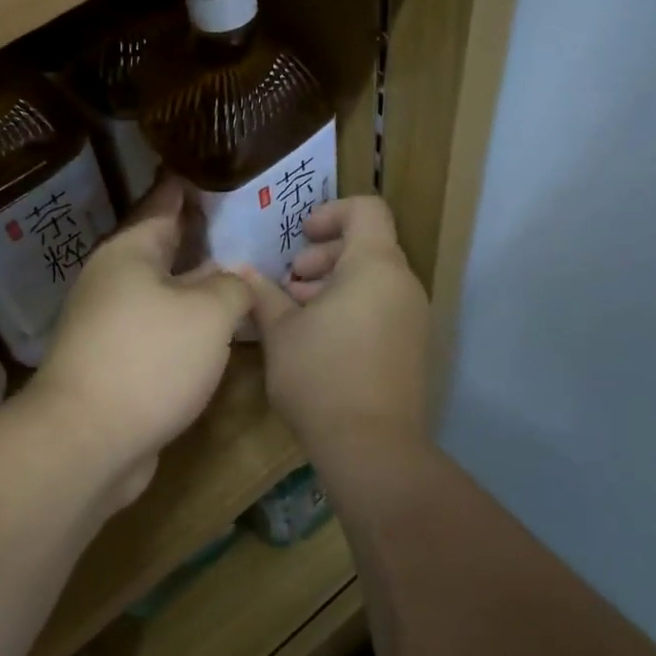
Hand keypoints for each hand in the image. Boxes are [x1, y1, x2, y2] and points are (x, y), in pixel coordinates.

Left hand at [28, 179, 250, 507]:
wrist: (88, 440)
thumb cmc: (150, 360)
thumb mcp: (208, 314)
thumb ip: (232, 288)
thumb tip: (236, 281)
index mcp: (129, 253)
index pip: (164, 204)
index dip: (190, 187)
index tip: (215, 167)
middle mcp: (114, 281)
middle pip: (164, 248)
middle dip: (202, 236)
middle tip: (247, 222)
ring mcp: (111, 325)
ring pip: (164, 292)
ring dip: (198, 284)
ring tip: (243, 272)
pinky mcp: (117, 363)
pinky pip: (161, 329)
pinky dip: (189, 324)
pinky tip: (219, 329)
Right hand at [239, 197, 429, 455]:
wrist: (371, 446)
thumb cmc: (320, 376)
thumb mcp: (280, 331)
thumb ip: (262, 294)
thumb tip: (242, 271)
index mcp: (375, 266)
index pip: (367, 209)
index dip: (331, 212)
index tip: (300, 238)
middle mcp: (403, 284)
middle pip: (368, 245)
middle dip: (324, 256)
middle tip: (290, 284)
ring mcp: (413, 317)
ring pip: (373, 280)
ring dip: (334, 285)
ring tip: (297, 314)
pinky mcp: (412, 347)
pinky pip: (382, 308)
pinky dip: (352, 308)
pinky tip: (319, 340)